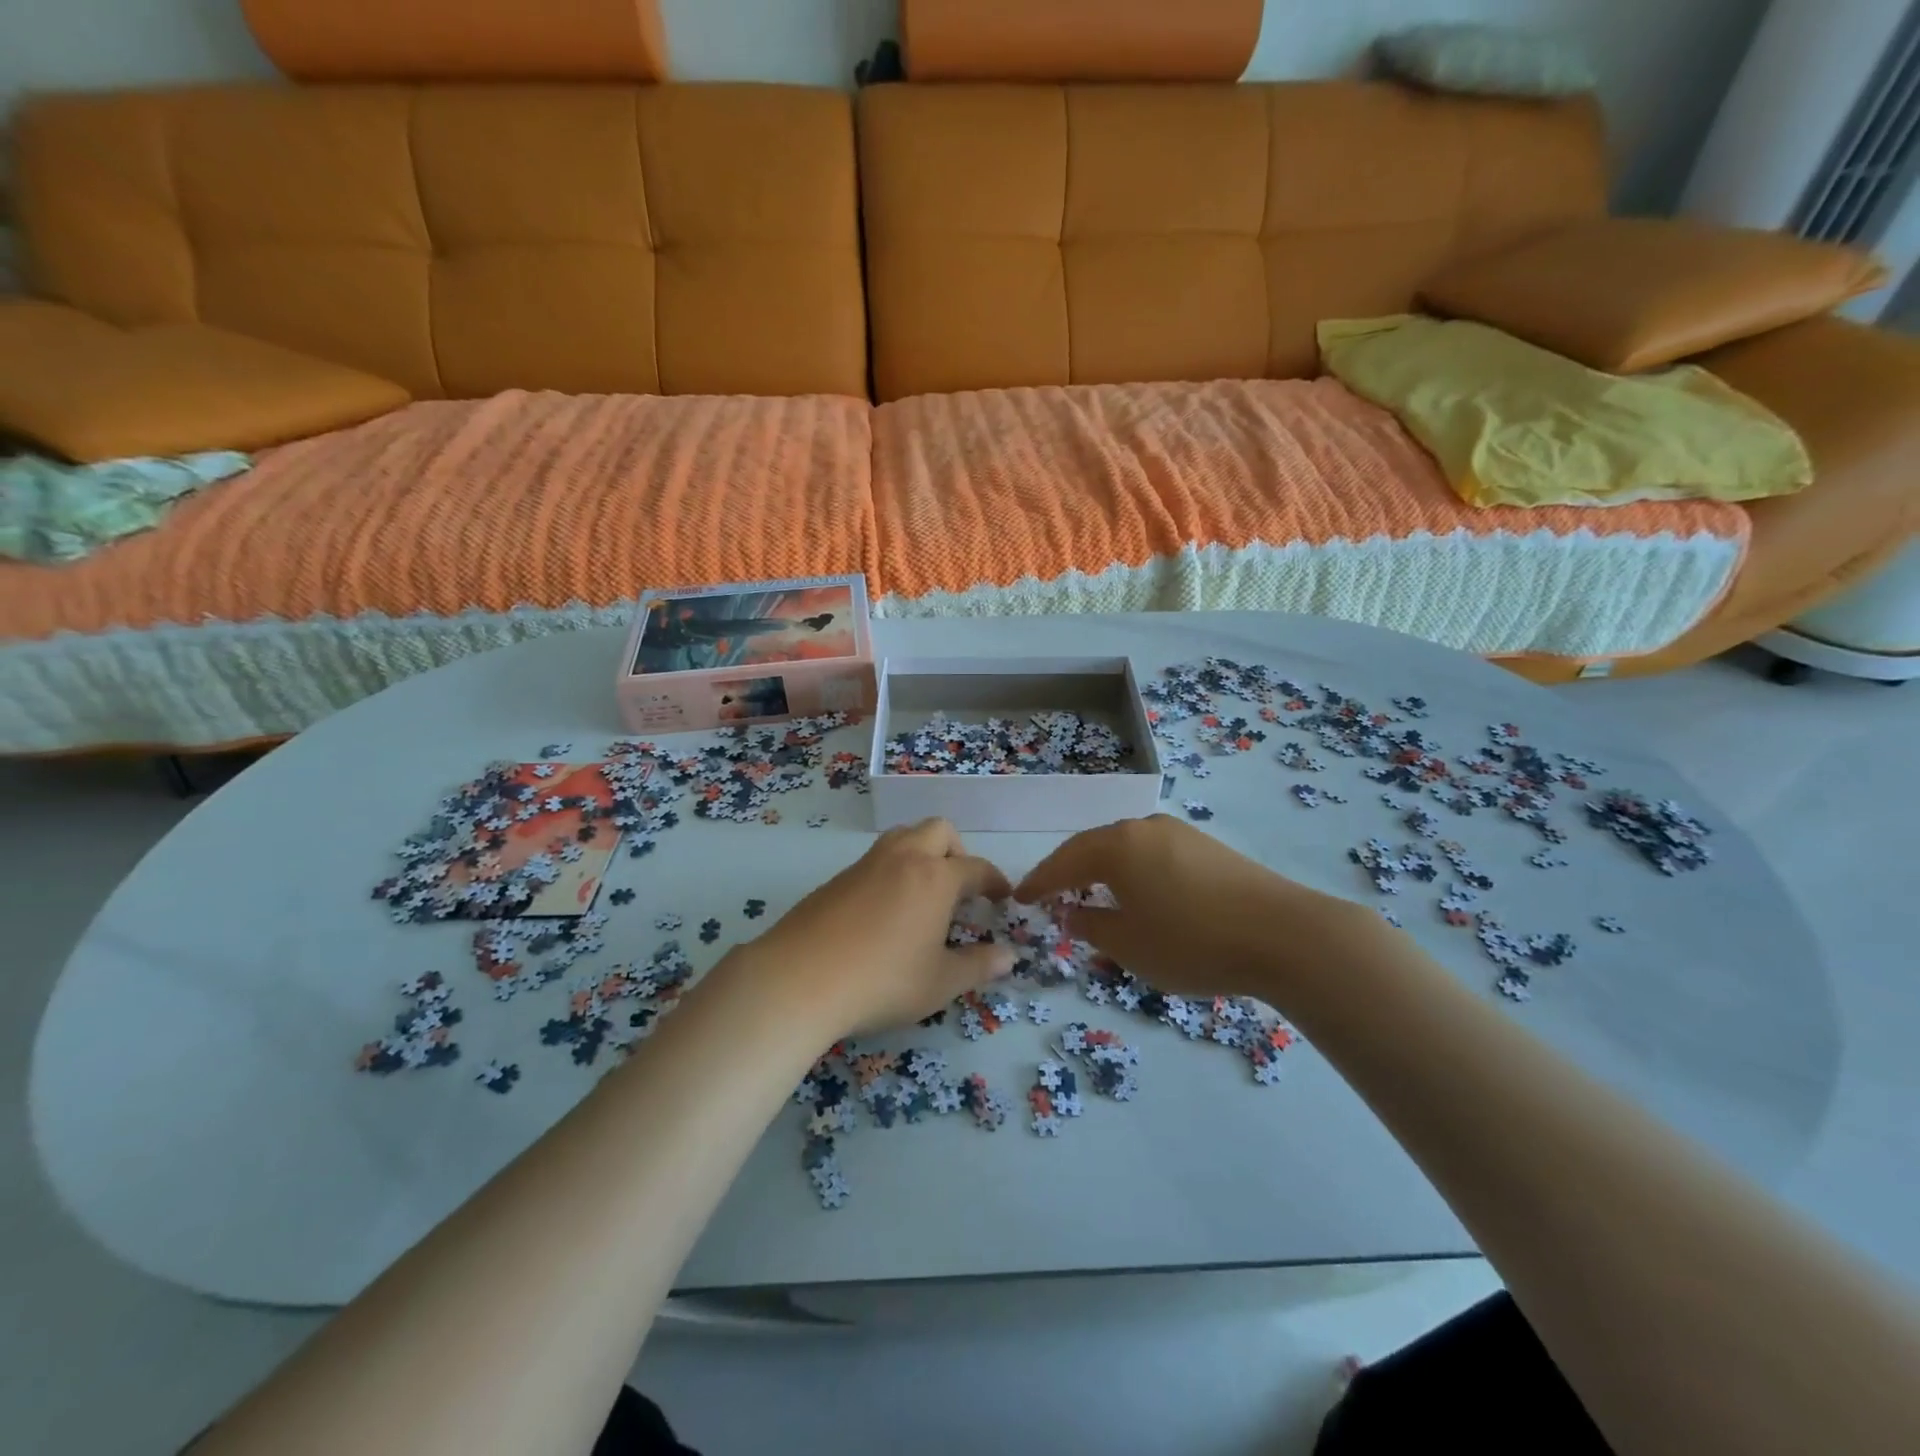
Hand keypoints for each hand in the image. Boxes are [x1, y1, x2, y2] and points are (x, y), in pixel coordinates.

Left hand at [738, 818, 1014, 1036]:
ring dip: (922, 852)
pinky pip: (876, 859)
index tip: (1003, 897)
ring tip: (924, 893)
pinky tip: (884, 910)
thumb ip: (979, 966)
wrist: (799, 978)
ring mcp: (866, 864)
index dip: (994, 881)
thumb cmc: (882, 981)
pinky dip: (892, 871)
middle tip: (960, 887)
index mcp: (935, 877)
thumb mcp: (939, 982)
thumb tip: (1009, 956)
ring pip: (903, 836)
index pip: (976, 868)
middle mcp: (903, 858)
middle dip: (957, 851)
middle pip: (939, 830)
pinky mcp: (836, 878)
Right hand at [1015, 814, 1381, 1005]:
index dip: (1039, 882)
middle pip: (1092, 846)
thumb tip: (1069, 913)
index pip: (1064, 861)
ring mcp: (1179, 834)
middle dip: (1068, 872)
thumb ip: (1091, 927)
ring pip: (1124, 848)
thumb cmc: (1194, 942)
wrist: (1286, 934)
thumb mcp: (1130, 945)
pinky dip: (1132, 871)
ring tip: (1089, 893)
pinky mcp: (1207, 847)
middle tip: (1048, 894)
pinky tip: (1137, 892)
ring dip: (1101, 870)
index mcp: (1117, 847)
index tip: (1018, 899)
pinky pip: (1151, 854)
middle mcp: (1144, 829)